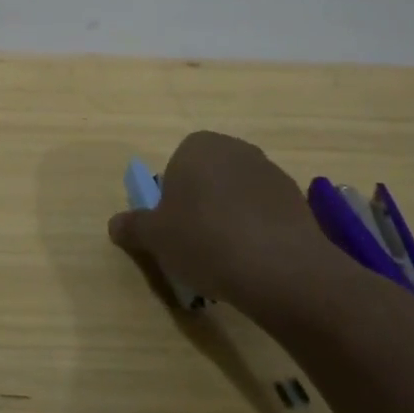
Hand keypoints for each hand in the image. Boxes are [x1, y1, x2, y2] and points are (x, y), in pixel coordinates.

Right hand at [108, 131, 343, 318]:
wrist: (279, 266)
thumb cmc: (204, 239)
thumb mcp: (155, 237)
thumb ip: (133, 227)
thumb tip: (115, 224)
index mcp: (197, 145)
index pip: (176, 166)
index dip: (172, 199)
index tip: (174, 230)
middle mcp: (235, 148)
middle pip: (209, 178)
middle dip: (202, 206)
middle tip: (197, 245)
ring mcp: (271, 172)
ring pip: (239, 196)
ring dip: (232, 218)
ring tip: (229, 260)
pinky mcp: (298, 200)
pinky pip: (267, 214)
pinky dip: (259, 232)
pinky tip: (256, 262)